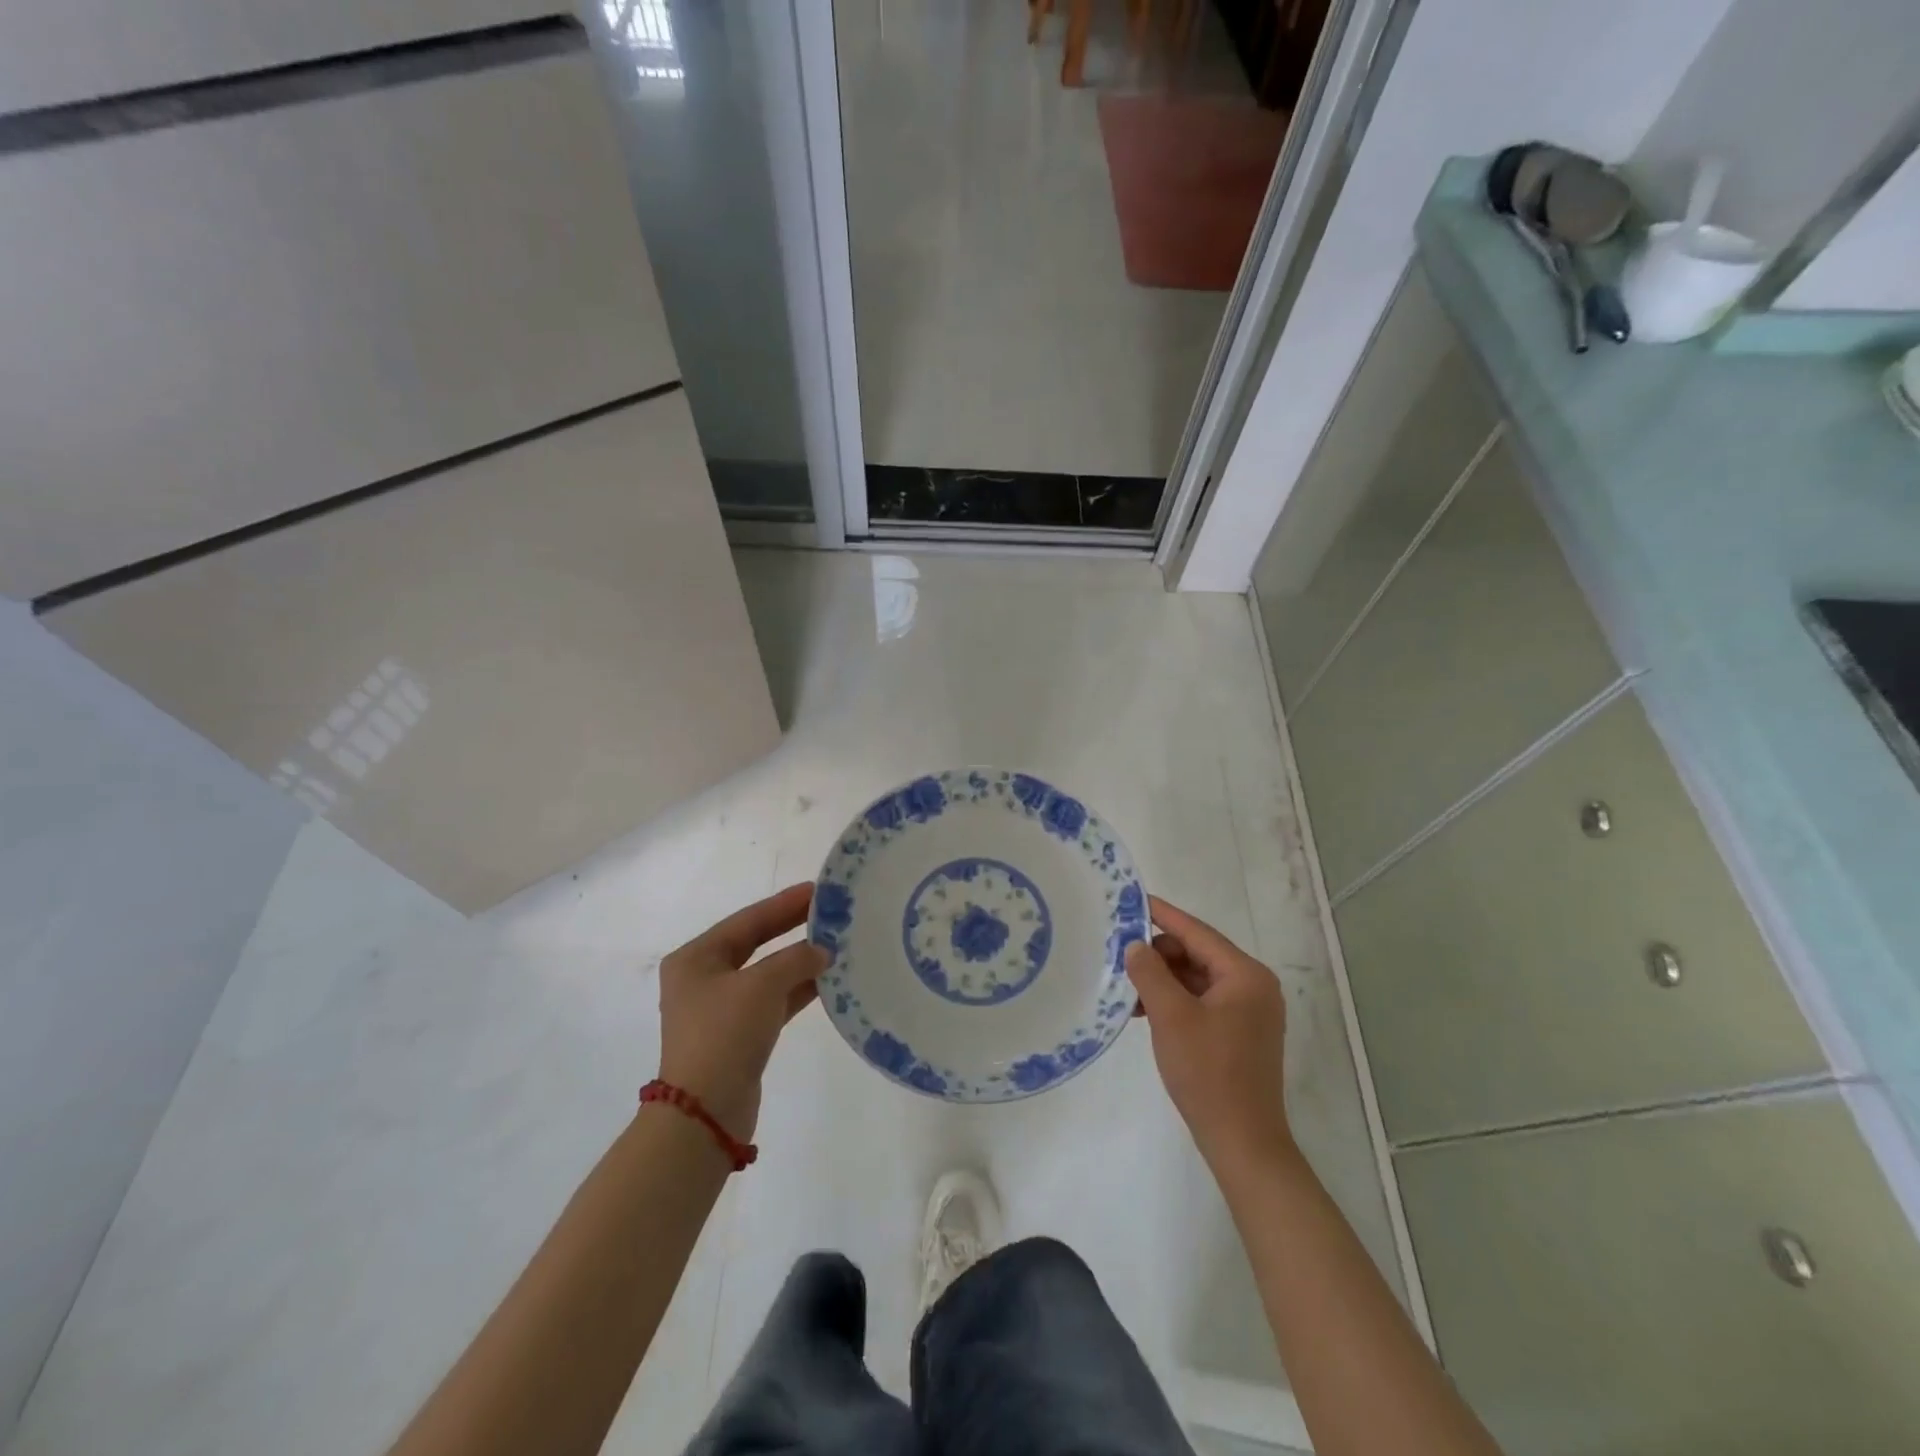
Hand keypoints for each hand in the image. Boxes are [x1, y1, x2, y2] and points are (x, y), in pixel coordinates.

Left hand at [656, 883, 825, 1141]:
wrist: (705, 1114)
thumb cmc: (725, 1034)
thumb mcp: (762, 986)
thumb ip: (796, 960)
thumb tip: (821, 951)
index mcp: (696, 958)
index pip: (748, 920)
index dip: (784, 904)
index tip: (817, 889)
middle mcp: (704, 978)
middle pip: (756, 943)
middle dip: (793, 928)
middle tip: (829, 912)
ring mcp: (721, 1009)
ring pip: (768, 973)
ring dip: (800, 960)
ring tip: (837, 943)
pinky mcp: (739, 1035)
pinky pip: (773, 1000)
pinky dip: (798, 989)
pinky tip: (829, 980)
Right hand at [1127, 895, 1290, 1171]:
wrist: (1242, 1141)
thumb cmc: (1208, 1072)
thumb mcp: (1171, 1016)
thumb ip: (1150, 972)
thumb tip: (1136, 946)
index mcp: (1245, 975)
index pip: (1197, 932)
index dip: (1162, 915)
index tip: (1132, 899)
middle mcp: (1253, 986)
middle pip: (1197, 954)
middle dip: (1158, 954)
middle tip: (1119, 955)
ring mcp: (1248, 1011)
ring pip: (1196, 979)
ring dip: (1162, 979)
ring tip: (1126, 987)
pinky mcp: (1239, 1033)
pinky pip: (1201, 1001)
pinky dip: (1174, 1000)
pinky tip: (1143, 1010)